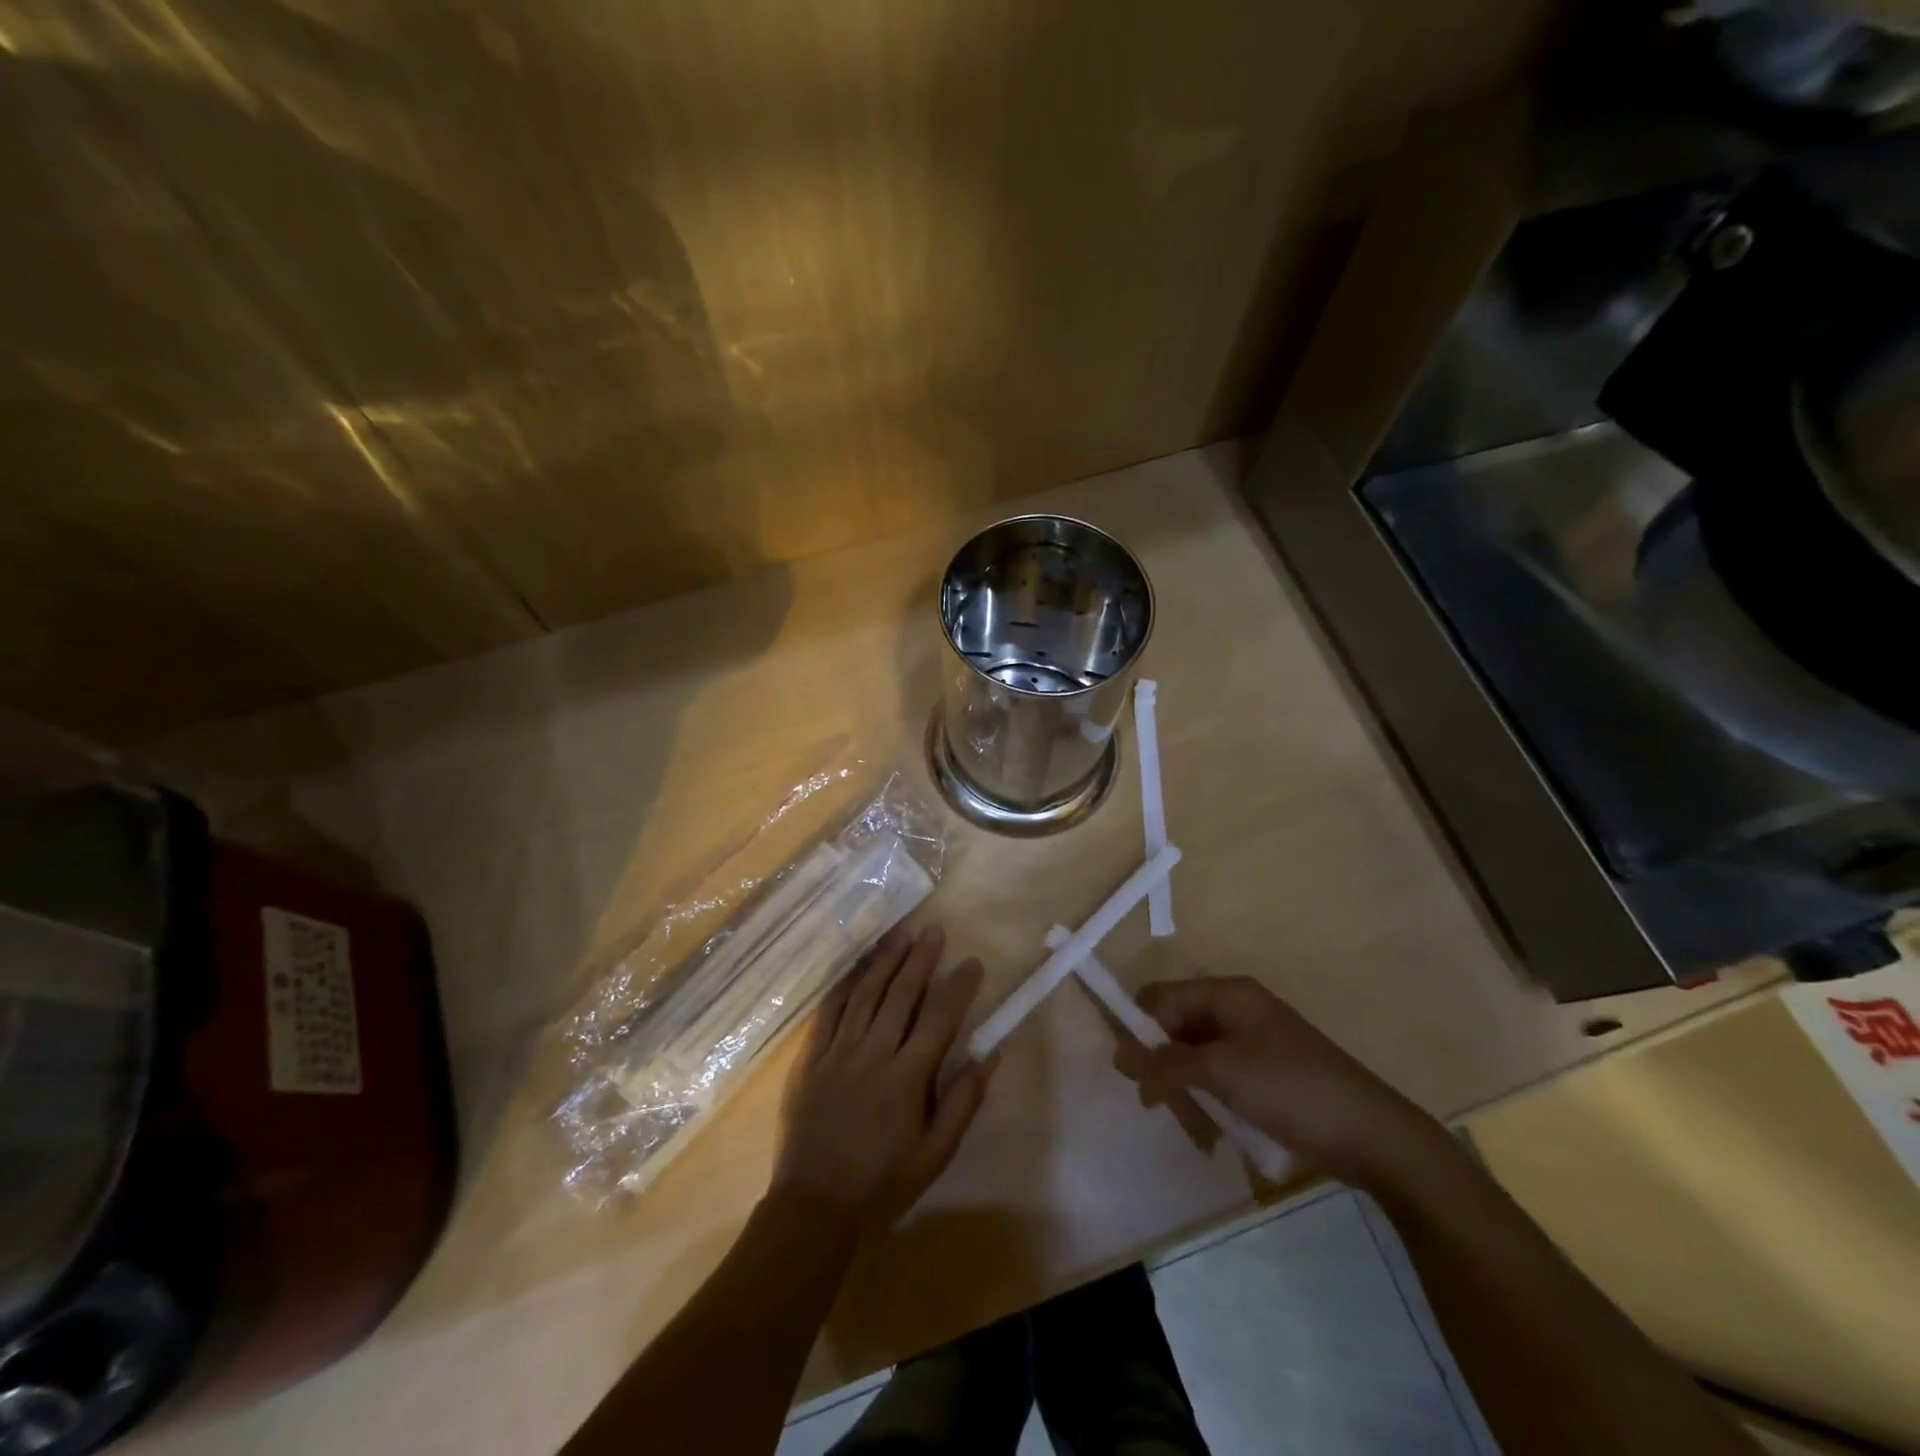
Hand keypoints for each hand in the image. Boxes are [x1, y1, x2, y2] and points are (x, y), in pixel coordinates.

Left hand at [772, 923, 994, 1231]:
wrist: (813, 1208)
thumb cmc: (883, 1184)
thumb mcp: (935, 1156)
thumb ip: (963, 1102)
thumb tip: (991, 1055)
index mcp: (906, 1079)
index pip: (938, 1019)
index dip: (958, 988)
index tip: (972, 962)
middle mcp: (872, 1055)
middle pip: (900, 996)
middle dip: (920, 959)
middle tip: (933, 930)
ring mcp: (837, 1053)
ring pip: (864, 995)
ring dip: (884, 961)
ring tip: (900, 934)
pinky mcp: (810, 1059)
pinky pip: (828, 1012)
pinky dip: (844, 985)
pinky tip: (856, 966)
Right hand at [1132, 977, 1443, 1185]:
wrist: (1373, 1134)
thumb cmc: (1290, 1090)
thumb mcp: (1220, 1073)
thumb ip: (1165, 1062)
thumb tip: (1118, 1054)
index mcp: (1228, 994)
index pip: (1162, 997)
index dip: (1139, 1029)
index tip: (1130, 1071)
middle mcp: (1238, 1008)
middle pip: (1178, 1027)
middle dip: (1163, 1066)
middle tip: (1158, 1106)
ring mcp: (1255, 1041)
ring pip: (1197, 1057)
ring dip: (1186, 1090)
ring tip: (1193, 1128)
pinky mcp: (1268, 1072)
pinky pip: (1221, 1076)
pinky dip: (1210, 1099)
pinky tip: (1213, 1132)